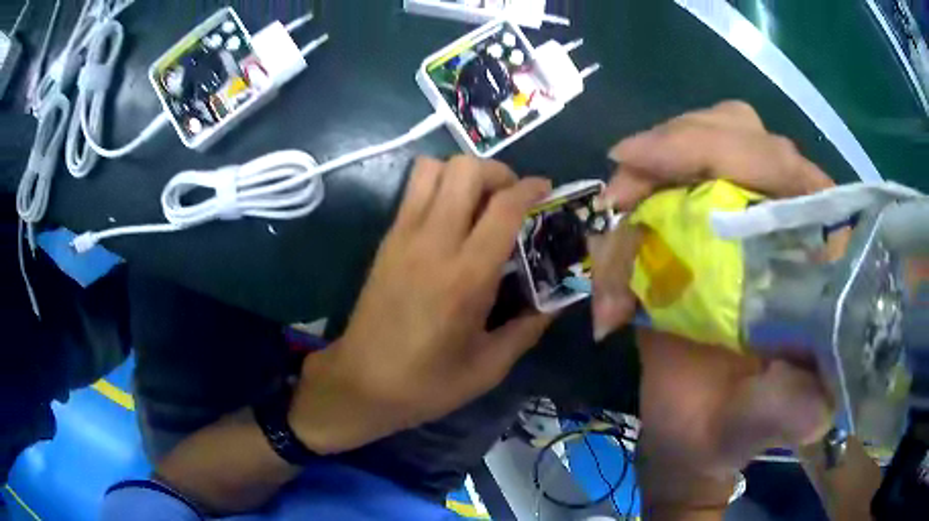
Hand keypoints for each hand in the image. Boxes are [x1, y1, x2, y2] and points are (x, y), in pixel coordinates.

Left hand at [291, 156, 552, 454]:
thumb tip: (557, 300)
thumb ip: (528, 328)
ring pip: (433, 168)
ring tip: (479, 202)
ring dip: (463, 173)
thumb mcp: (489, 367)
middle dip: (497, 172)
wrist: (361, 382)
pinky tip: (451, 217)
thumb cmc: (427, 382)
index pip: (504, 207)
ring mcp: (404, 236)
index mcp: (467, 276)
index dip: (531, 188)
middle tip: (510, 199)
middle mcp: (434, 243)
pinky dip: (438, 185)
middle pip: (465, 169)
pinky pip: (413, 189)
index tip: (545, 189)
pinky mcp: (387, 239)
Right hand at [593, 102, 834, 515]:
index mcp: (819, 262)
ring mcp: (742, 216)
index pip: (790, 169)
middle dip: (680, 146)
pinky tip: (613, 264)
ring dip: (651, 169)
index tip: (644, 164)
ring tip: (616, 214)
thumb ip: (785, 413)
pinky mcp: (702, 228)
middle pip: (742, 133)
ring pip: (703, 143)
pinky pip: (667, 182)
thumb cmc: (728, 432)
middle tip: (622, 192)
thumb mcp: (757, 429)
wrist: (690, 435)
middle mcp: (787, 223)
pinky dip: (631, 211)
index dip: (726, 151)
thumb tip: (814, 404)